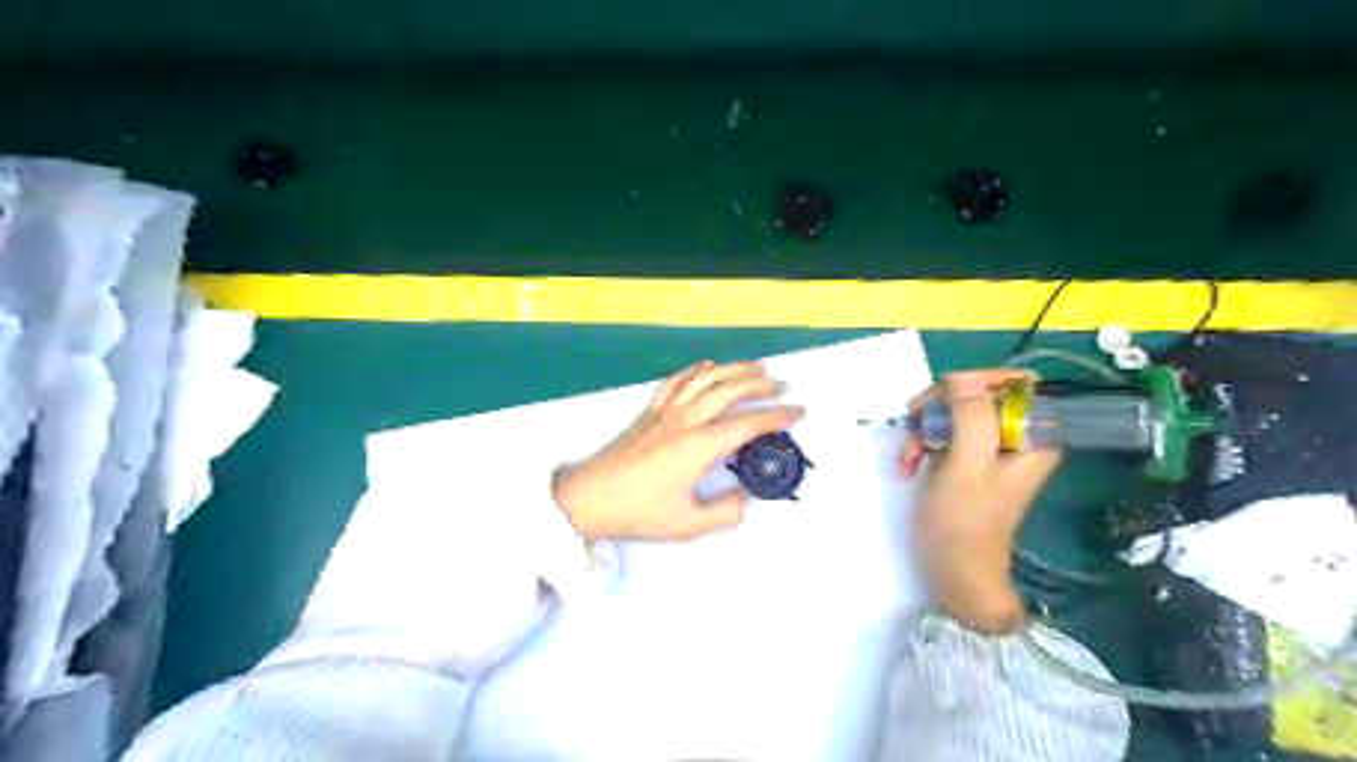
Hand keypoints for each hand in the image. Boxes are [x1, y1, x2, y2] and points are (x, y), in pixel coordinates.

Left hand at [554, 361, 802, 539]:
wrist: (590, 497)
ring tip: (755, 367)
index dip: (776, 417)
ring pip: (705, 379)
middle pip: (729, 391)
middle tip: (781, 387)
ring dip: (733, 369)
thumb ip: (723, 512)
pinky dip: (696, 370)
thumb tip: (745, 499)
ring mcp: (666, 411)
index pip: (746, 425)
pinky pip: (676, 381)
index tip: (797, 412)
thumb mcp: (687, 524)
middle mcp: (685, 420)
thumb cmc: (638, 511)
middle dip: (760, 385)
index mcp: (698, 447)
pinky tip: (707, 366)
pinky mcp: (649, 411)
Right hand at [899, 371, 1059, 634]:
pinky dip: (921, 445)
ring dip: (923, 429)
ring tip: (907, 457)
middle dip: (940, 408)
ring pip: (954, 413)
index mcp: (1032, 437)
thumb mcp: (967, 465)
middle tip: (915, 424)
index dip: (976, 383)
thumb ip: (971, 417)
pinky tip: (907, 466)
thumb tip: (963, 375)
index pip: (1014, 384)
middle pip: (977, 395)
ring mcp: (989, 449)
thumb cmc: (964, 522)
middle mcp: (1015, 438)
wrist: (954, 572)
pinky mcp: (966, 460)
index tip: (943, 397)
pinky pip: (943, 434)